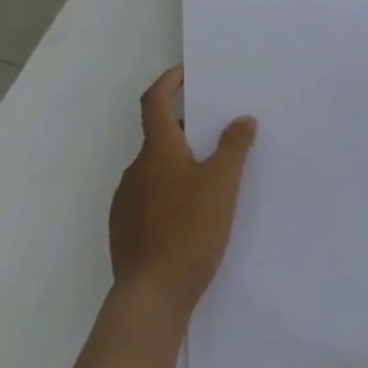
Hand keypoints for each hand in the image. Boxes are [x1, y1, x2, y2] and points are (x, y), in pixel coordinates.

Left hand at [108, 66, 255, 322]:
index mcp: (156, 153)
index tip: (187, 71)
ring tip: (217, 174)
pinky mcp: (127, 231)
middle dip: (189, 129)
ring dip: (183, 163)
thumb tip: (241, 120)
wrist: (152, 296)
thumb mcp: (223, 183)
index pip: (154, 103)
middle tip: (222, 131)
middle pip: (160, 137)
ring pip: (158, 170)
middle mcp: (135, 172)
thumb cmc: (190, 229)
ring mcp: (126, 204)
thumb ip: (233, 146)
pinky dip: (174, 190)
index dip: (169, 82)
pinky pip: (153, 197)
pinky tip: (197, 212)